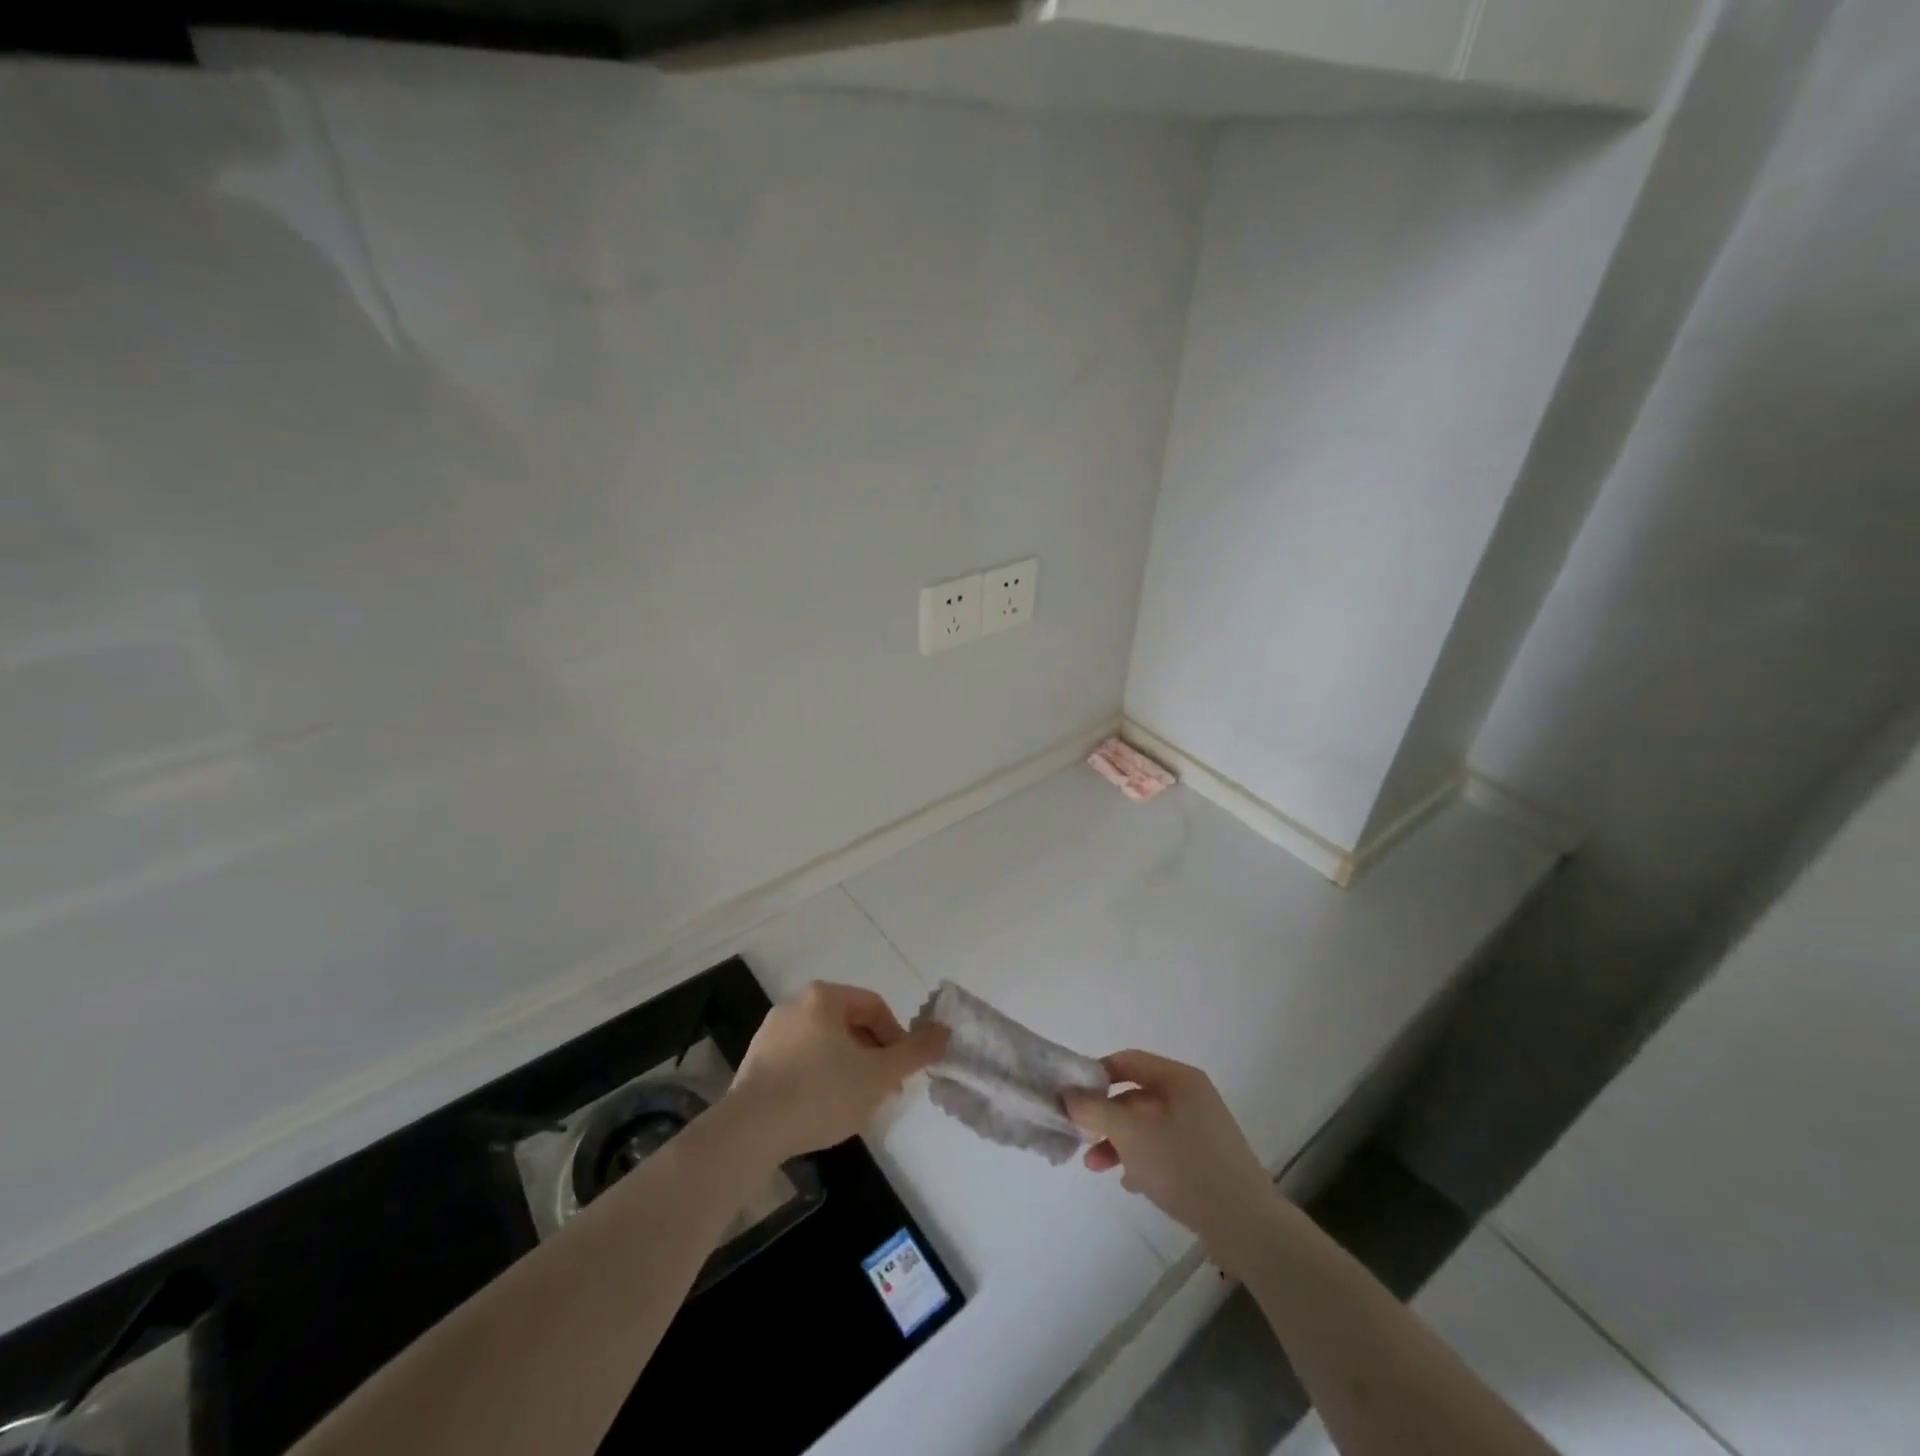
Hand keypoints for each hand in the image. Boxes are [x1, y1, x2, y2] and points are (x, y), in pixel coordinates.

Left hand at [728, 982, 948, 1162]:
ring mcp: (771, 1032)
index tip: (900, 1073)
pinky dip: (818, 1078)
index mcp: (824, 997)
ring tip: (854, 1105)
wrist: (750, 1131)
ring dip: (847, 1069)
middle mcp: (796, 1004)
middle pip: (849, 1025)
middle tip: (881, 1091)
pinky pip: (800, 1061)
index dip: (896, 1039)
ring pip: (825, 1045)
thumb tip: (945, 1031)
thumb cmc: (821, 1093)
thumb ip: (915, 1052)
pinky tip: (820, 1110)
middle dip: (871, 1056)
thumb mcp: (879, 1074)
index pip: (874, 1007)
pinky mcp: (755, 1061)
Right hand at [1062, 1051, 1280, 1269]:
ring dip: (1118, 1142)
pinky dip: (1142, 1160)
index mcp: (1178, 1079)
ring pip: (1147, 1126)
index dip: (1096, 1074)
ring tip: (1096, 1167)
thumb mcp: (1130, 1133)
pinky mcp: (1206, 1160)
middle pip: (1135, 1095)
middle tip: (1080, 1137)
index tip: (1072, 1097)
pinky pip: (1164, 1149)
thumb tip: (1067, 1092)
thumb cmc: (1184, 1166)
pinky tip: (1130, 1183)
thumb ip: (1095, 1109)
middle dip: (1104, 1117)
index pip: (1128, 1061)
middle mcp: (1191, 1096)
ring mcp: (1201, 1129)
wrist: (1246, 1226)